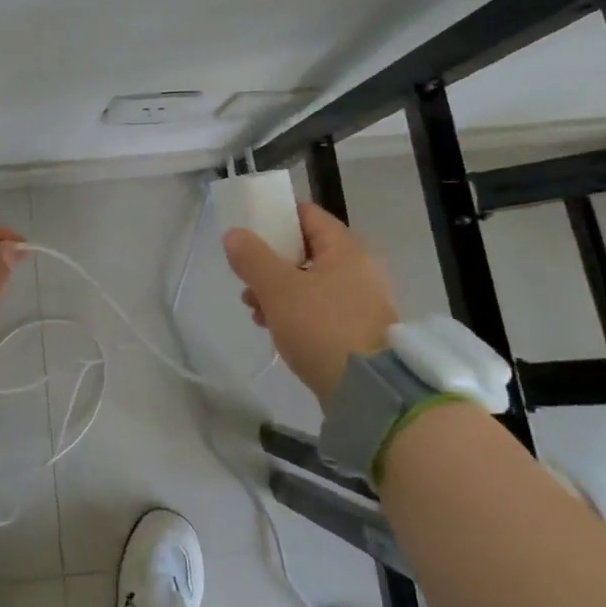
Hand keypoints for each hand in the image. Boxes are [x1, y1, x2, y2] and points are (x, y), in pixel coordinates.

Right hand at [223, 202, 397, 404]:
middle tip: (245, 276)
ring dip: (277, 290)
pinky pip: (318, 309)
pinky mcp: (356, 331)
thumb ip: (252, 257)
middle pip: (305, 250)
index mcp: (345, 248)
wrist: (370, 391)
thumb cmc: (323, 327)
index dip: (276, 217)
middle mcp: (358, 269)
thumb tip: (235, 234)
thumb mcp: (278, 288)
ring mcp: (360, 302)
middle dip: (270, 261)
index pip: (307, 214)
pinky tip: (272, 327)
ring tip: (252, 308)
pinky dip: (294, 312)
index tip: (248, 230)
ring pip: (309, 282)